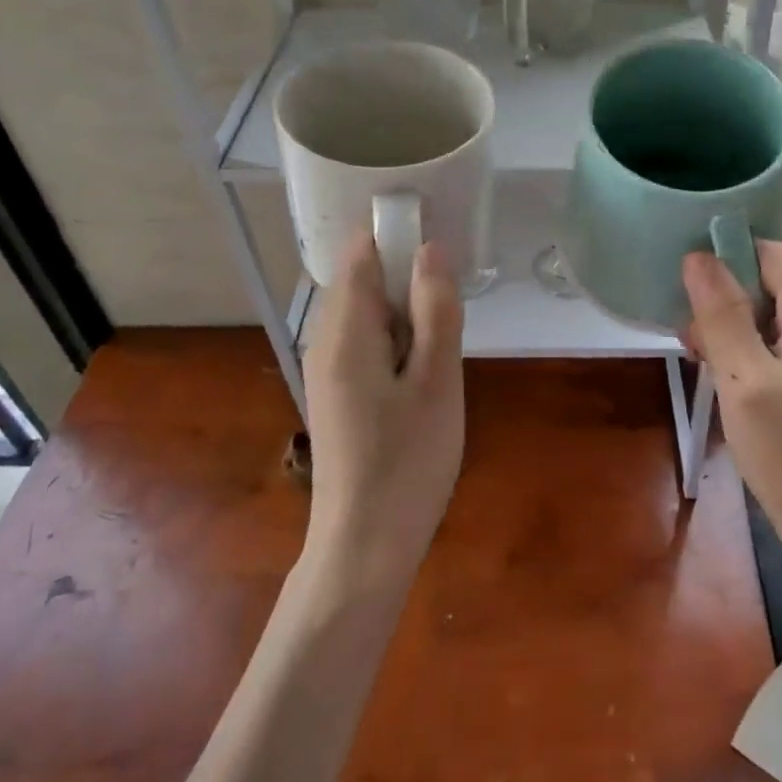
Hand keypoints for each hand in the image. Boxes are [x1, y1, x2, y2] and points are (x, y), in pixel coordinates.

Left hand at [301, 232, 465, 590]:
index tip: (441, 239)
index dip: (396, 234)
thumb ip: (436, 309)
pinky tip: (426, 366)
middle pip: (363, 280)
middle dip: (407, 274)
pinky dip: (398, 338)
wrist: (365, 547)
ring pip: (368, 314)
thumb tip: (431, 248)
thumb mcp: (437, 380)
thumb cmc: (407, 461)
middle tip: (454, 296)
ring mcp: (328, 370)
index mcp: (345, 330)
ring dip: (407, 309)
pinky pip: (367, 343)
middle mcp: (326, 341)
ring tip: (447, 331)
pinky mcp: (339, 395)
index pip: (360, 253)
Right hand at [683, 241, 781, 617]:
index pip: (772, 253)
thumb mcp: (745, 382)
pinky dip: (746, 349)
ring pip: (769, 312)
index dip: (729, 256)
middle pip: (770, 281)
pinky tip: (722, 376)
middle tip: (690, 336)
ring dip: (730, 327)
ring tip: (700, 359)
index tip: (686, 283)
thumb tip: (698, 257)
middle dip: (724, 298)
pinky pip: (776, 342)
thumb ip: (722, 315)